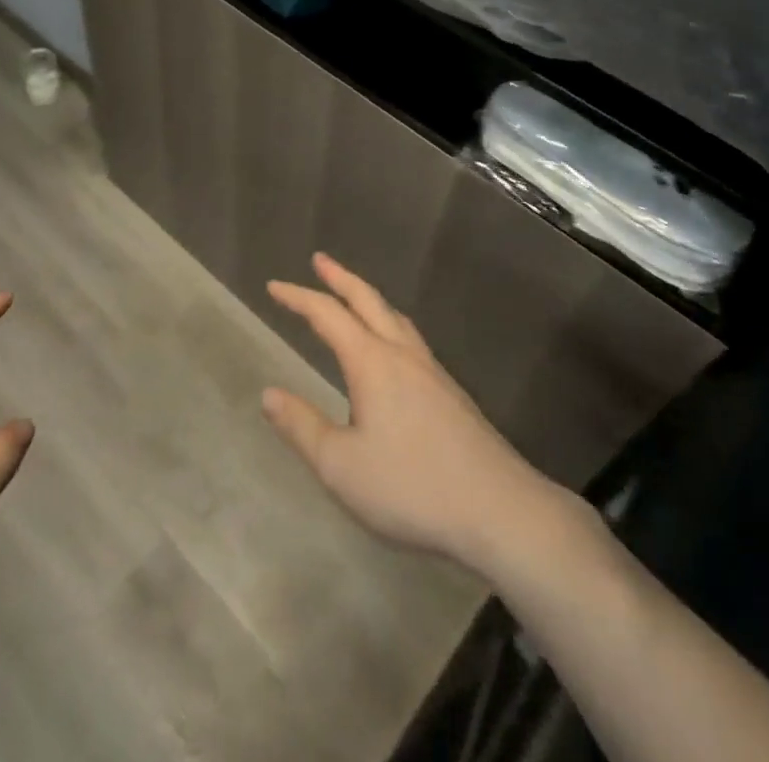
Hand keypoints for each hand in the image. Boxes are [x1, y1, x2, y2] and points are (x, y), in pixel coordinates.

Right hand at [262, 253, 558, 571]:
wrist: (500, 509)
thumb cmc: (411, 487)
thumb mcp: (341, 467)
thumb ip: (302, 427)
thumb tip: (268, 394)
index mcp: (372, 362)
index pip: (327, 315)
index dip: (298, 297)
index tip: (273, 286)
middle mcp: (402, 354)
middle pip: (367, 300)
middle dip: (340, 277)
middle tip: (320, 260)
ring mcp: (432, 371)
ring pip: (395, 317)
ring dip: (368, 298)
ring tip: (354, 297)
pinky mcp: (451, 393)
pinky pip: (411, 339)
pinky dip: (389, 323)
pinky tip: (393, 349)